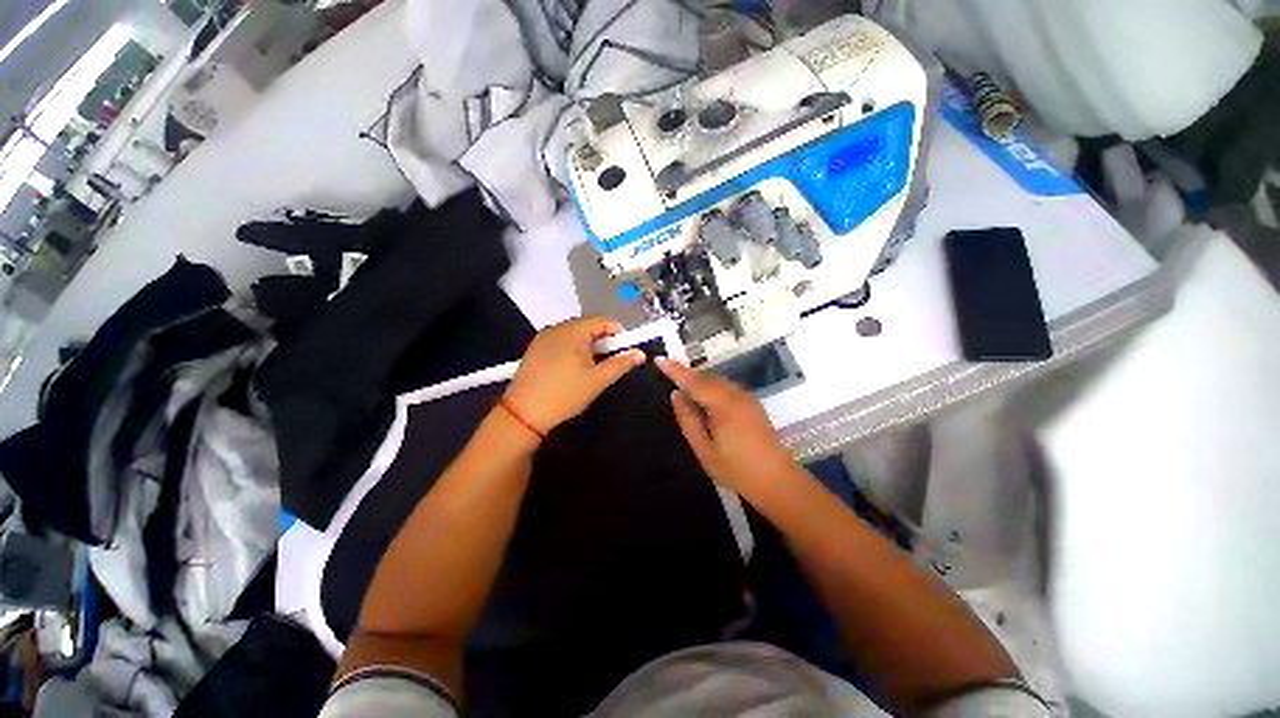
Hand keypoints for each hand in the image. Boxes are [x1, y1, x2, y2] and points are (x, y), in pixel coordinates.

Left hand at [503, 316, 644, 435]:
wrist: (523, 414)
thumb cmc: (565, 394)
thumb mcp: (598, 380)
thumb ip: (621, 364)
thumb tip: (640, 353)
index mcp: (572, 331)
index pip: (602, 320)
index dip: (617, 332)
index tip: (625, 350)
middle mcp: (556, 328)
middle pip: (588, 325)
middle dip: (603, 340)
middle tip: (610, 361)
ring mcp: (543, 338)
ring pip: (574, 334)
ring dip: (588, 345)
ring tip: (592, 367)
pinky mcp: (535, 349)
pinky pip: (561, 341)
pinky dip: (573, 349)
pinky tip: (573, 368)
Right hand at [656, 358, 798, 497]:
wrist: (778, 481)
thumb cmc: (737, 469)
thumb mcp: (704, 449)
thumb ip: (688, 420)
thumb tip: (676, 395)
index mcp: (723, 404)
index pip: (694, 381)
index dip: (675, 370)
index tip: (658, 359)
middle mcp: (736, 394)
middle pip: (706, 377)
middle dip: (686, 374)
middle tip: (666, 374)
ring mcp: (746, 397)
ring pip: (717, 380)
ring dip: (698, 380)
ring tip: (682, 389)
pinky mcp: (752, 403)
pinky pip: (726, 387)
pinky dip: (711, 387)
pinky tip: (704, 399)